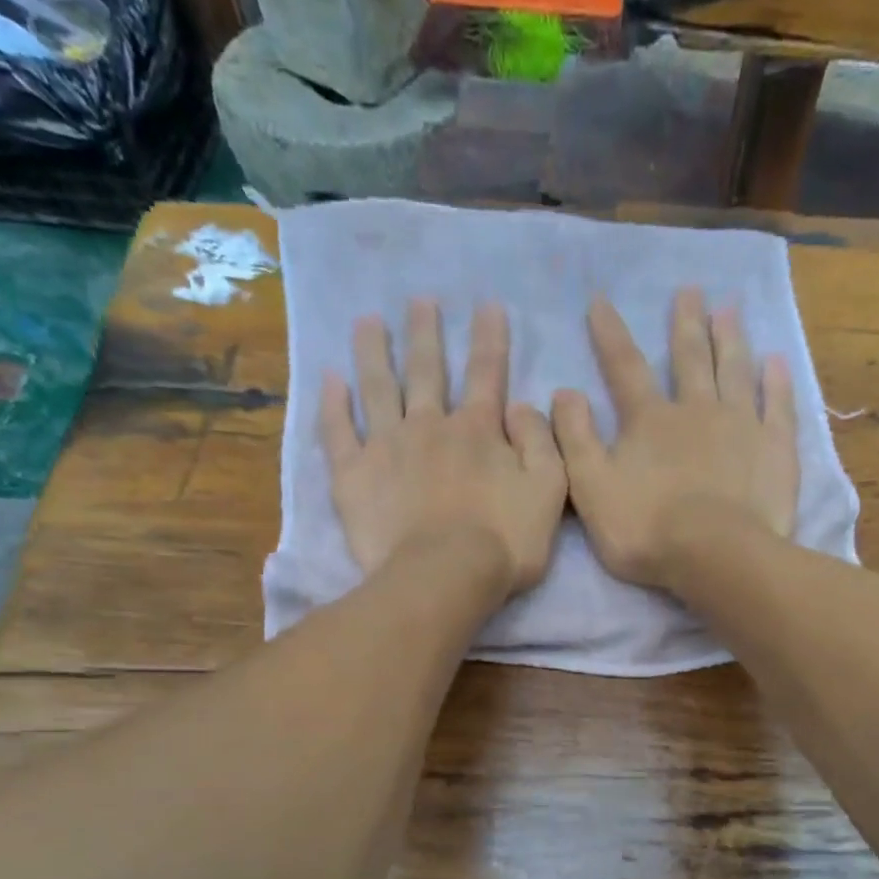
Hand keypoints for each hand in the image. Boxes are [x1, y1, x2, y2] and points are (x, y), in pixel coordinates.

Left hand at [322, 300, 565, 596]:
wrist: (445, 577)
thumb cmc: (504, 542)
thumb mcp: (548, 491)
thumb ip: (541, 443)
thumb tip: (522, 406)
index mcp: (478, 430)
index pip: (487, 374)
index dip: (490, 339)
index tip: (487, 306)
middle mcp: (429, 425)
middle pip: (427, 370)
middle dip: (425, 333)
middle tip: (419, 301)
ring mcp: (386, 447)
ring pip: (378, 387)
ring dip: (373, 351)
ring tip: (367, 321)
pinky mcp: (354, 475)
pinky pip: (338, 431)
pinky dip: (333, 404)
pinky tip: (330, 379)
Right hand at [551, 289, 798, 590]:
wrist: (716, 556)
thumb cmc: (647, 529)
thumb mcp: (591, 489)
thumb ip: (575, 440)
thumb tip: (563, 393)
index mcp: (649, 420)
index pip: (624, 368)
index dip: (609, 335)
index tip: (601, 301)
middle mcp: (696, 409)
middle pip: (690, 357)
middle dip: (686, 323)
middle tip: (690, 291)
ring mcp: (741, 425)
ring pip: (734, 370)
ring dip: (730, 339)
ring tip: (729, 310)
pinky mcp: (775, 448)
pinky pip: (777, 405)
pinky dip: (776, 381)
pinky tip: (776, 361)